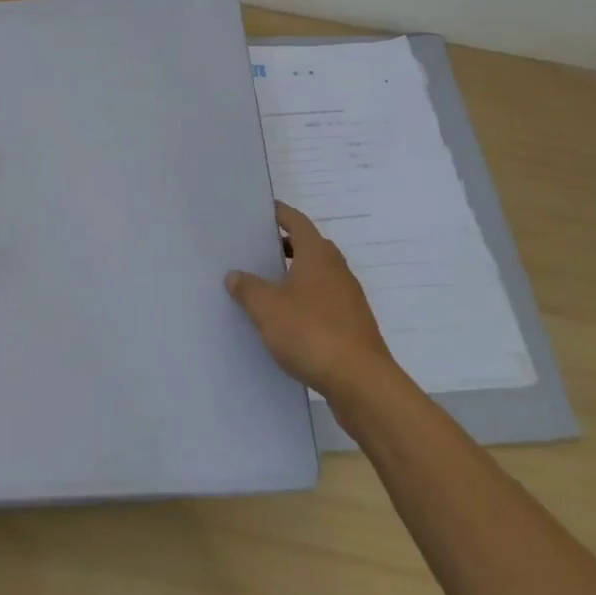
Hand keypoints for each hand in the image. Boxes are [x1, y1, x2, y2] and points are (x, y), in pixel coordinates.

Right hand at [226, 201, 398, 405]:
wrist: (361, 382)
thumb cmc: (311, 332)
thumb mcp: (267, 308)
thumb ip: (248, 288)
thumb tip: (234, 275)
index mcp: (317, 255)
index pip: (296, 221)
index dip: (278, 213)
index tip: (260, 211)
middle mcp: (336, 269)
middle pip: (309, 247)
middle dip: (284, 246)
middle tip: (256, 251)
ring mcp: (348, 298)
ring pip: (317, 276)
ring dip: (295, 276)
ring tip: (266, 287)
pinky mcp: (353, 325)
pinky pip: (324, 302)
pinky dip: (305, 302)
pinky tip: (286, 321)